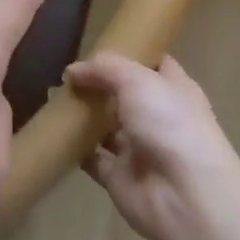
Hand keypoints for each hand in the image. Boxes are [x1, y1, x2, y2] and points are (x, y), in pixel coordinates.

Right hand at [65, 53, 239, 239]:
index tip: (99, 44)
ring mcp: (139, 148)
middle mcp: (158, 117)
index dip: (131, 53)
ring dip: (84, 117)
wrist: (185, 195)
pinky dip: (76, 150)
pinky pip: (93, 159)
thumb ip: (103, 69)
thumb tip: (73, 71)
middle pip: (124, 95)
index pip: (154, 64)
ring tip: (54, 99)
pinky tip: (55, 134)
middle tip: (65, 74)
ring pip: (106, 127)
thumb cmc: (169, 124)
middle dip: (98, 85)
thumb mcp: (137, 80)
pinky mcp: (120, 176)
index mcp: (173, 89)